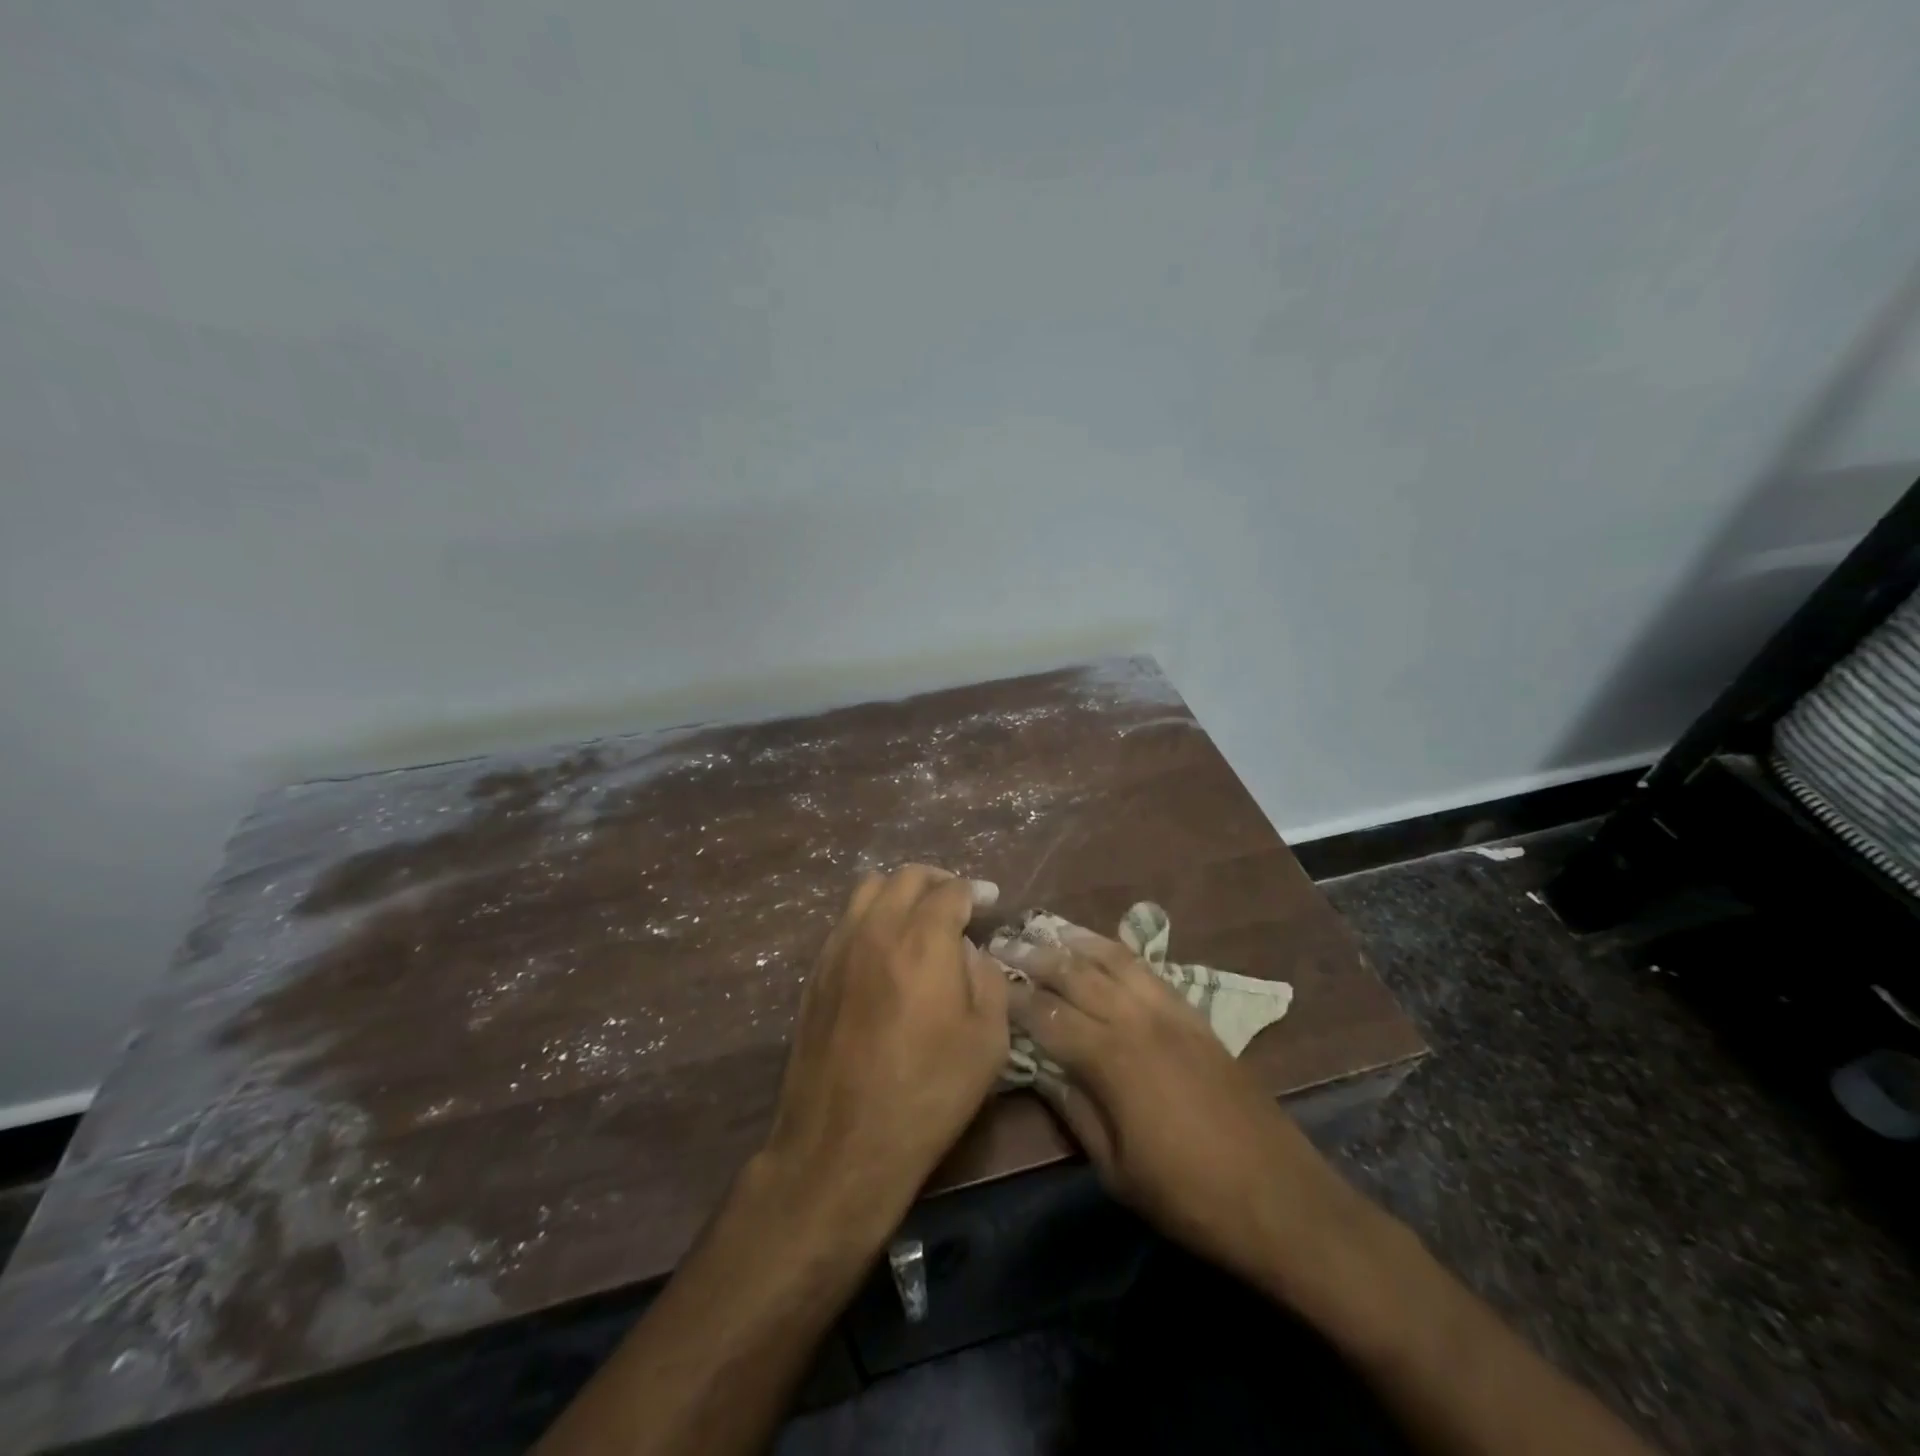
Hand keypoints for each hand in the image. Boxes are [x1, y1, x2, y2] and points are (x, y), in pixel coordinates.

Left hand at [760, 866, 1008, 1235]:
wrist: (843, 1142)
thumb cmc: (927, 1093)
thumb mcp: (987, 1040)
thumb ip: (986, 979)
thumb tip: (969, 951)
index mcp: (923, 940)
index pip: (950, 890)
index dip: (974, 890)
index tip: (988, 900)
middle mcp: (877, 929)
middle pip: (906, 876)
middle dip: (937, 880)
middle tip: (957, 900)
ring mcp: (839, 948)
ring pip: (868, 889)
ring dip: (899, 891)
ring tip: (918, 915)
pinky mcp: (816, 972)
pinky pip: (846, 921)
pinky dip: (871, 915)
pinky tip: (884, 947)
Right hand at [1000, 927, 1355, 1290]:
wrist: (1281, 1199)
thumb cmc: (1189, 1197)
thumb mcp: (1117, 1169)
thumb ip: (1076, 1110)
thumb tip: (1042, 1070)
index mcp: (1112, 1060)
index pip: (1048, 1015)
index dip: (1014, 998)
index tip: (988, 981)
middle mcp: (1138, 1021)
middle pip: (1077, 974)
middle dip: (1037, 956)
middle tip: (1005, 943)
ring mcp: (1171, 1013)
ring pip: (1115, 960)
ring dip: (1078, 941)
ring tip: (1049, 929)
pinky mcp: (1196, 1017)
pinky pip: (1150, 970)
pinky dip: (1120, 953)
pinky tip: (1105, 949)